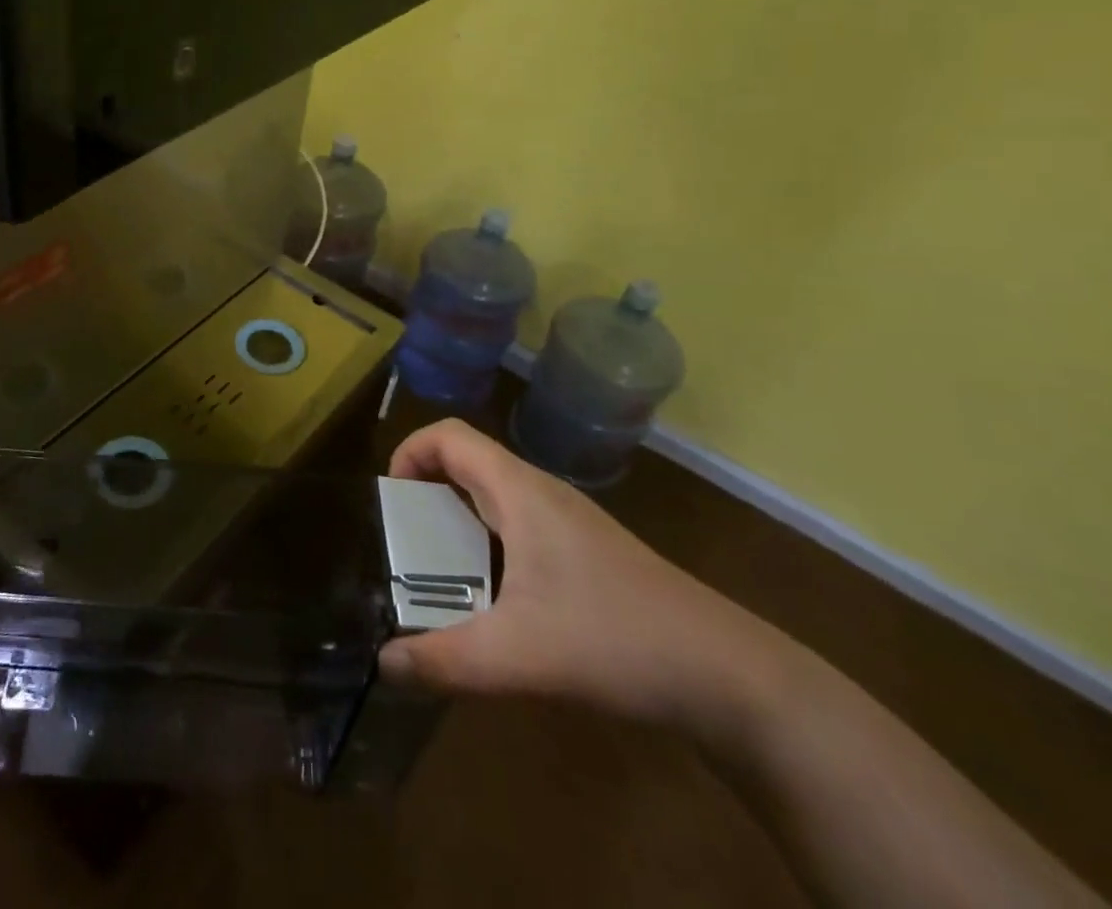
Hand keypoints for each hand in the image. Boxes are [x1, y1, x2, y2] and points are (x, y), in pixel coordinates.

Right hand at [379, 420, 777, 731]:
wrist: (728, 676)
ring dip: (457, 524)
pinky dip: (488, 547)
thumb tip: (383, 663)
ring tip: (439, 578)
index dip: (410, 452)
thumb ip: (444, 659)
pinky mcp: (586, 554)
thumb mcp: (519, 655)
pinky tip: (495, 604)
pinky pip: (519, 528)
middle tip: (404, 548)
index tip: (391, 502)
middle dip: (426, 495)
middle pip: (467, 464)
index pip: (449, 435)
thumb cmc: (616, 640)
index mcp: (519, 491)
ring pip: (494, 499)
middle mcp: (540, 493)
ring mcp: (568, 523)